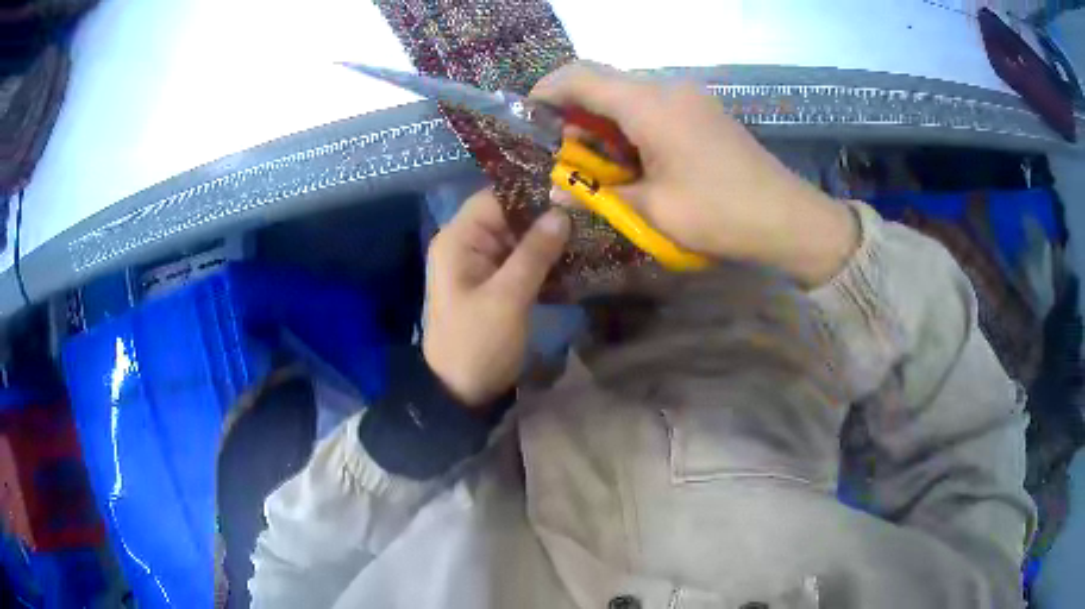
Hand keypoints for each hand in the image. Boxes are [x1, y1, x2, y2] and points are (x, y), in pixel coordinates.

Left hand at [423, 188, 569, 407]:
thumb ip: (534, 253)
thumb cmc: (477, 343)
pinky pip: (522, 260)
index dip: (532, 192)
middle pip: (510, 216)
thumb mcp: (507, 298)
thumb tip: (562, 212)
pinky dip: (545, 259)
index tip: (573, 192)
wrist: (460, 392)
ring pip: (519, 238)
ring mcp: (482, 265)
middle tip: (590, 213)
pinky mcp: (495, 284)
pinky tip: (576, 258)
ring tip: (590, 232)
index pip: (496, 197)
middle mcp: (468, 244)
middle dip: (547, 215)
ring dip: (550, 238)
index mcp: (459, 239)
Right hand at [532, 61, 857, 287]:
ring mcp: (688, 97)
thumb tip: (555, 189)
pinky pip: (652, 106)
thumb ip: (598, 194)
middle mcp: (666, 88)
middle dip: (573, 111)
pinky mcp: (702, 111)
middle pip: (603, 82)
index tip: (527, 117)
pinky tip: (631, 159)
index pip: (580, 76)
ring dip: (602, 121)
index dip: (546, 91)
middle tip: (561, 153)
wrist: (788, 218)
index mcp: (649, 104)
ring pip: (627, 94)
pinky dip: (629, 125)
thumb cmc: (719, 214)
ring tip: (595, 163)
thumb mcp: (652, 210)